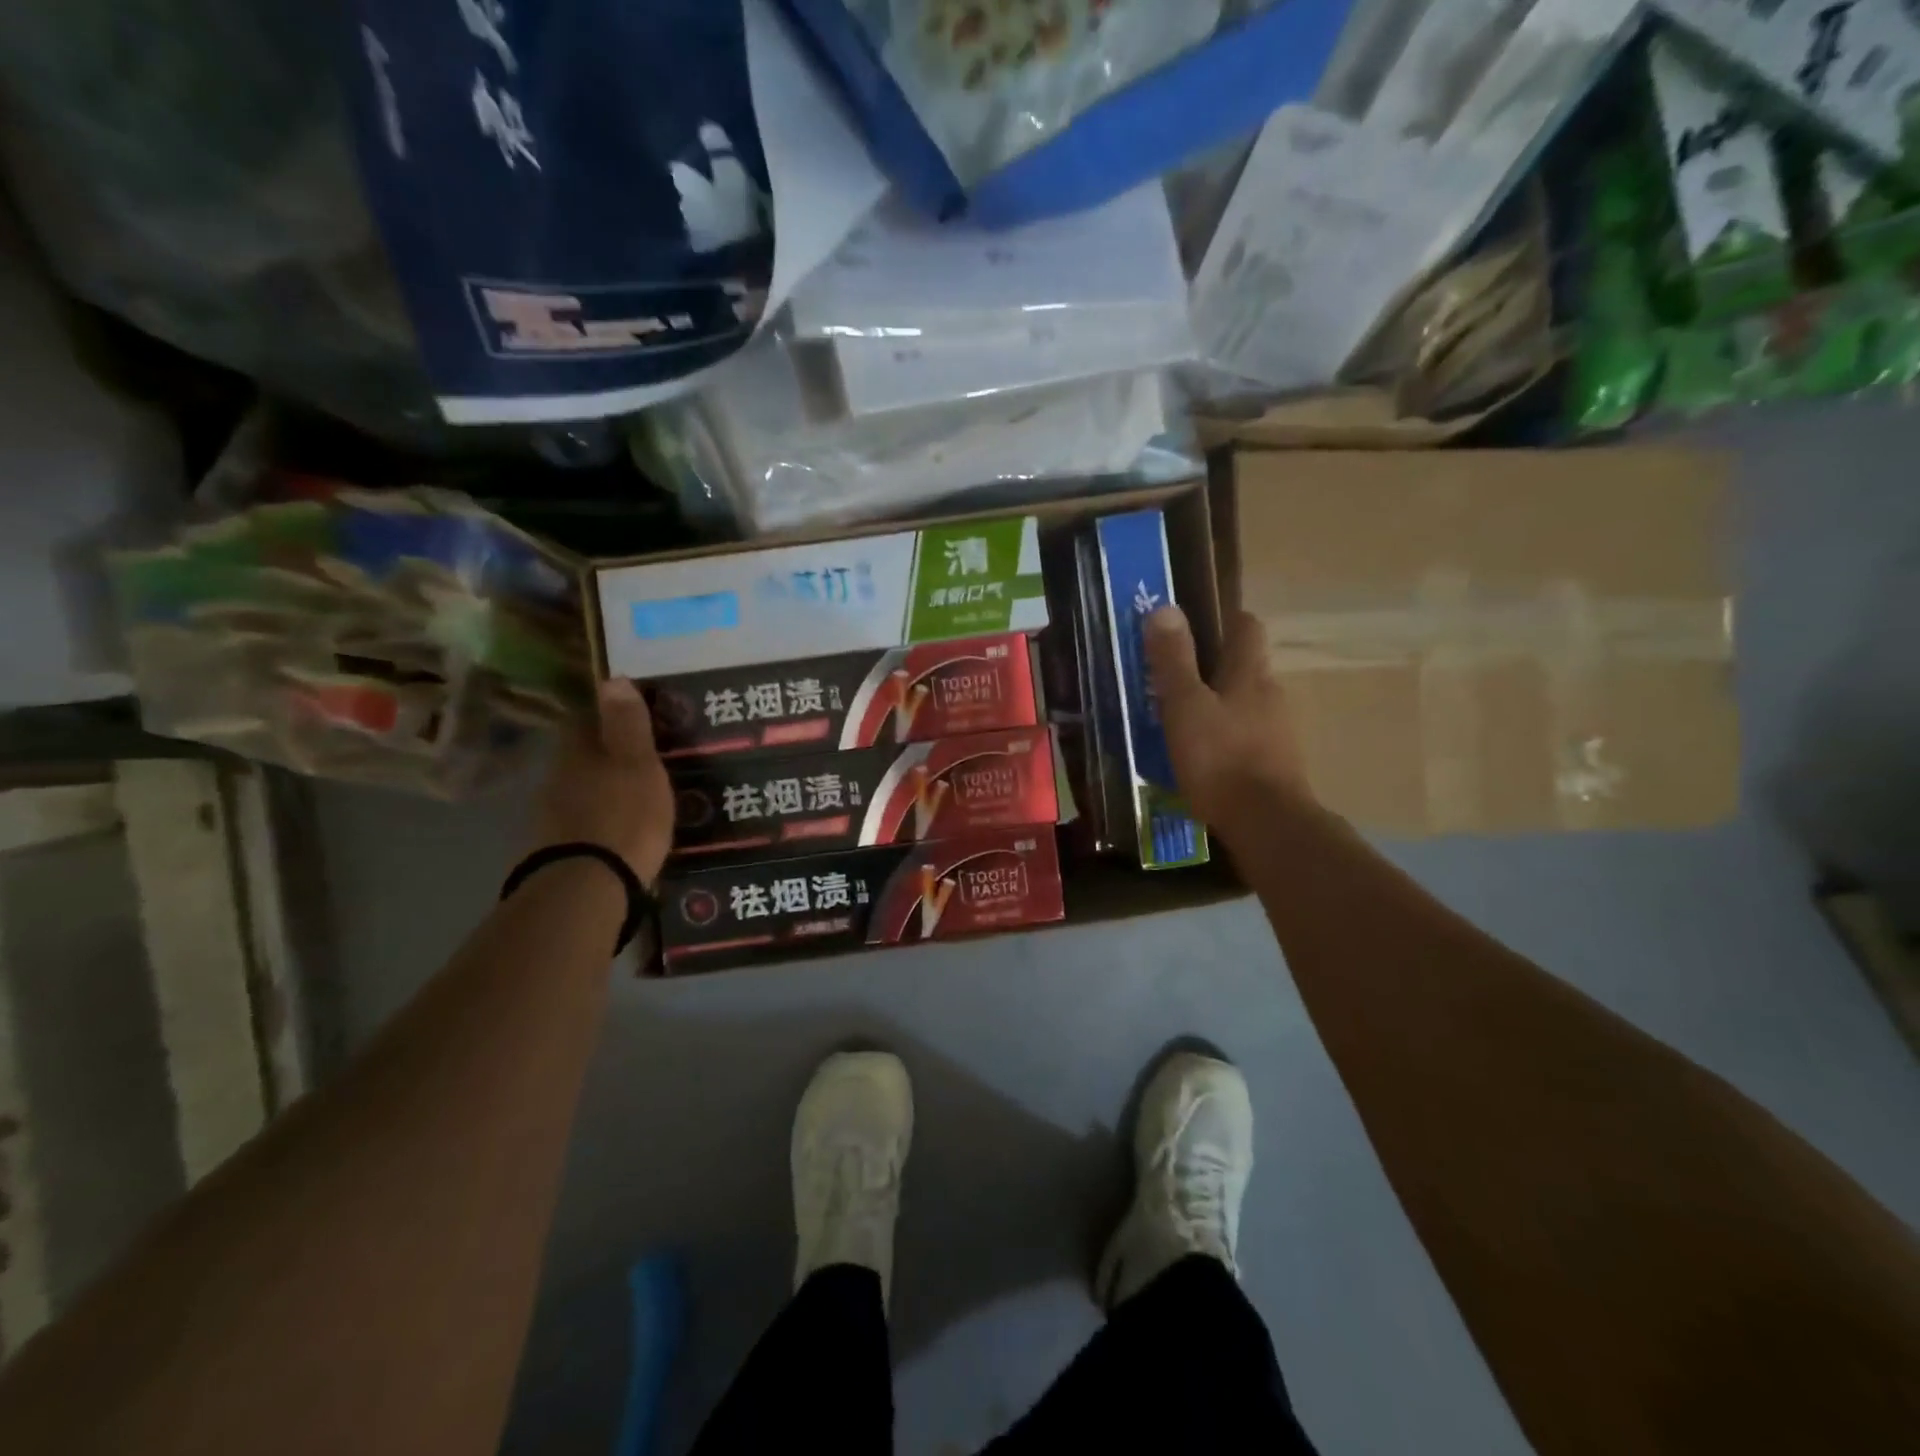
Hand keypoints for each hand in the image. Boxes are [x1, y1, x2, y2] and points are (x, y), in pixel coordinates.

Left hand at [530, 679, 674, 882]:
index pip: (586, 720)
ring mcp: (550, 816)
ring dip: (600, 790)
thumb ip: (627, 724)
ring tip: (634, 798)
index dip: (607, 716)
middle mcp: (556, 777)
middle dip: (605, 756)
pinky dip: (597, 821)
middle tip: (639, 760)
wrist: (588, 885)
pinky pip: (580, 823)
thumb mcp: (638, 764)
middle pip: (580, 756)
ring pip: (578, 790)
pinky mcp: (554, 849)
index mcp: (578, 752)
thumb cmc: (624, 815)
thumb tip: (613, 677)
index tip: (632, 719)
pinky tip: (616, 831)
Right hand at [1145, 605, 1311, 833]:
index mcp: (1249, 673)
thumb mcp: (1184, 706)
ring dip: (1221, 706)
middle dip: (1215, 668)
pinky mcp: (1278, 764)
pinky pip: (1250, 738)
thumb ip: (1174, 660)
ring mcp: (1280, 731)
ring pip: (1247, 704)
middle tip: (1176, 680)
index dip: (1223, 620)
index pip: (1246, 627)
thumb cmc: (1220, 758)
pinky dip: (1229, 738)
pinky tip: (1206, 758)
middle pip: (1246, 667)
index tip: (1195, 627)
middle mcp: (1272, 694)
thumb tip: (1165, 608)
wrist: (1266, 824)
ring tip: (1184, 722)